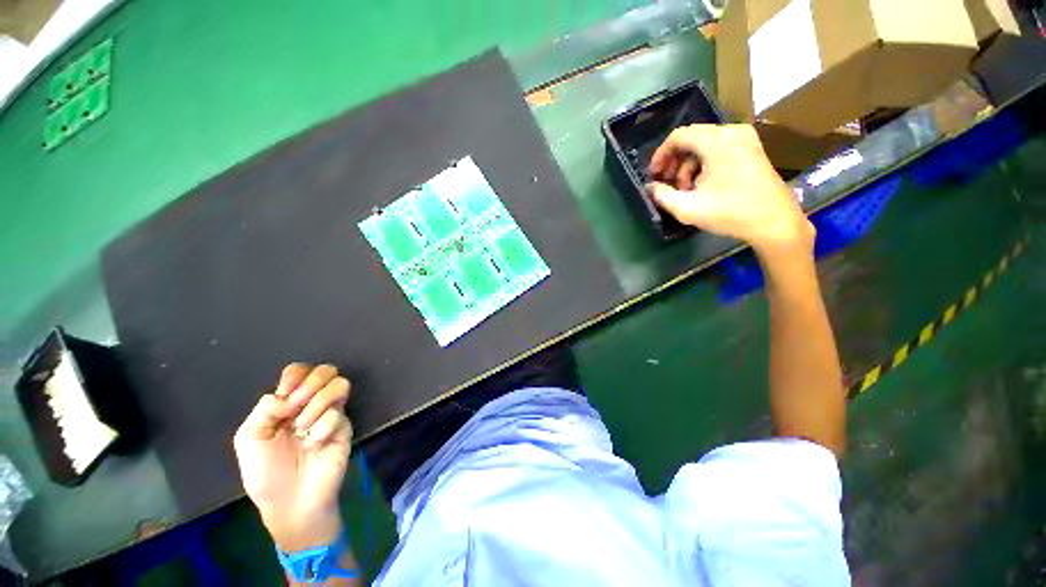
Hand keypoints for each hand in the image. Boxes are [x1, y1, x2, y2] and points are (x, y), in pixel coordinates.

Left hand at [233, 363, 352, 551]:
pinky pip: (340, 417)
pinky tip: (314, 444)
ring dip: (318, 402)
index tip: (285, 396)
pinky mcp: (343, 439)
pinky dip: (324, 427)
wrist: (289, 506)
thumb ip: (265, 407)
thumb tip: (289, 397)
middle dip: (309, 384)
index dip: (294, 376)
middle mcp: (308, 409)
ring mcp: (327, 423)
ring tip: (303, 428)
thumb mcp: (249, 436)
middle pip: (322, 372)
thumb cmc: (264, 474)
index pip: (297, 372)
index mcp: (285, 406)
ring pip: (339, 386)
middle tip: (296, 407)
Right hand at [647, 124, 813, 255]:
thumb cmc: (734, 213)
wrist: (778, 225)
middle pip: (694, 140)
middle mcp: (730, 131)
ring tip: (692, 191)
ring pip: (710, 145)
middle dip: (679, 163)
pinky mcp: (757, 151)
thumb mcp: (692, 209)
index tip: (655, 175)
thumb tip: (651, 188)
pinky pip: (726, 149)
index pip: (678, 137)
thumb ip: (664, 197)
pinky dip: (714, 163)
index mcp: (713, 138)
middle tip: (673, 186)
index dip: (662, 155)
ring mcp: (747, 139)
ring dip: (696, 165)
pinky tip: (712, 186)